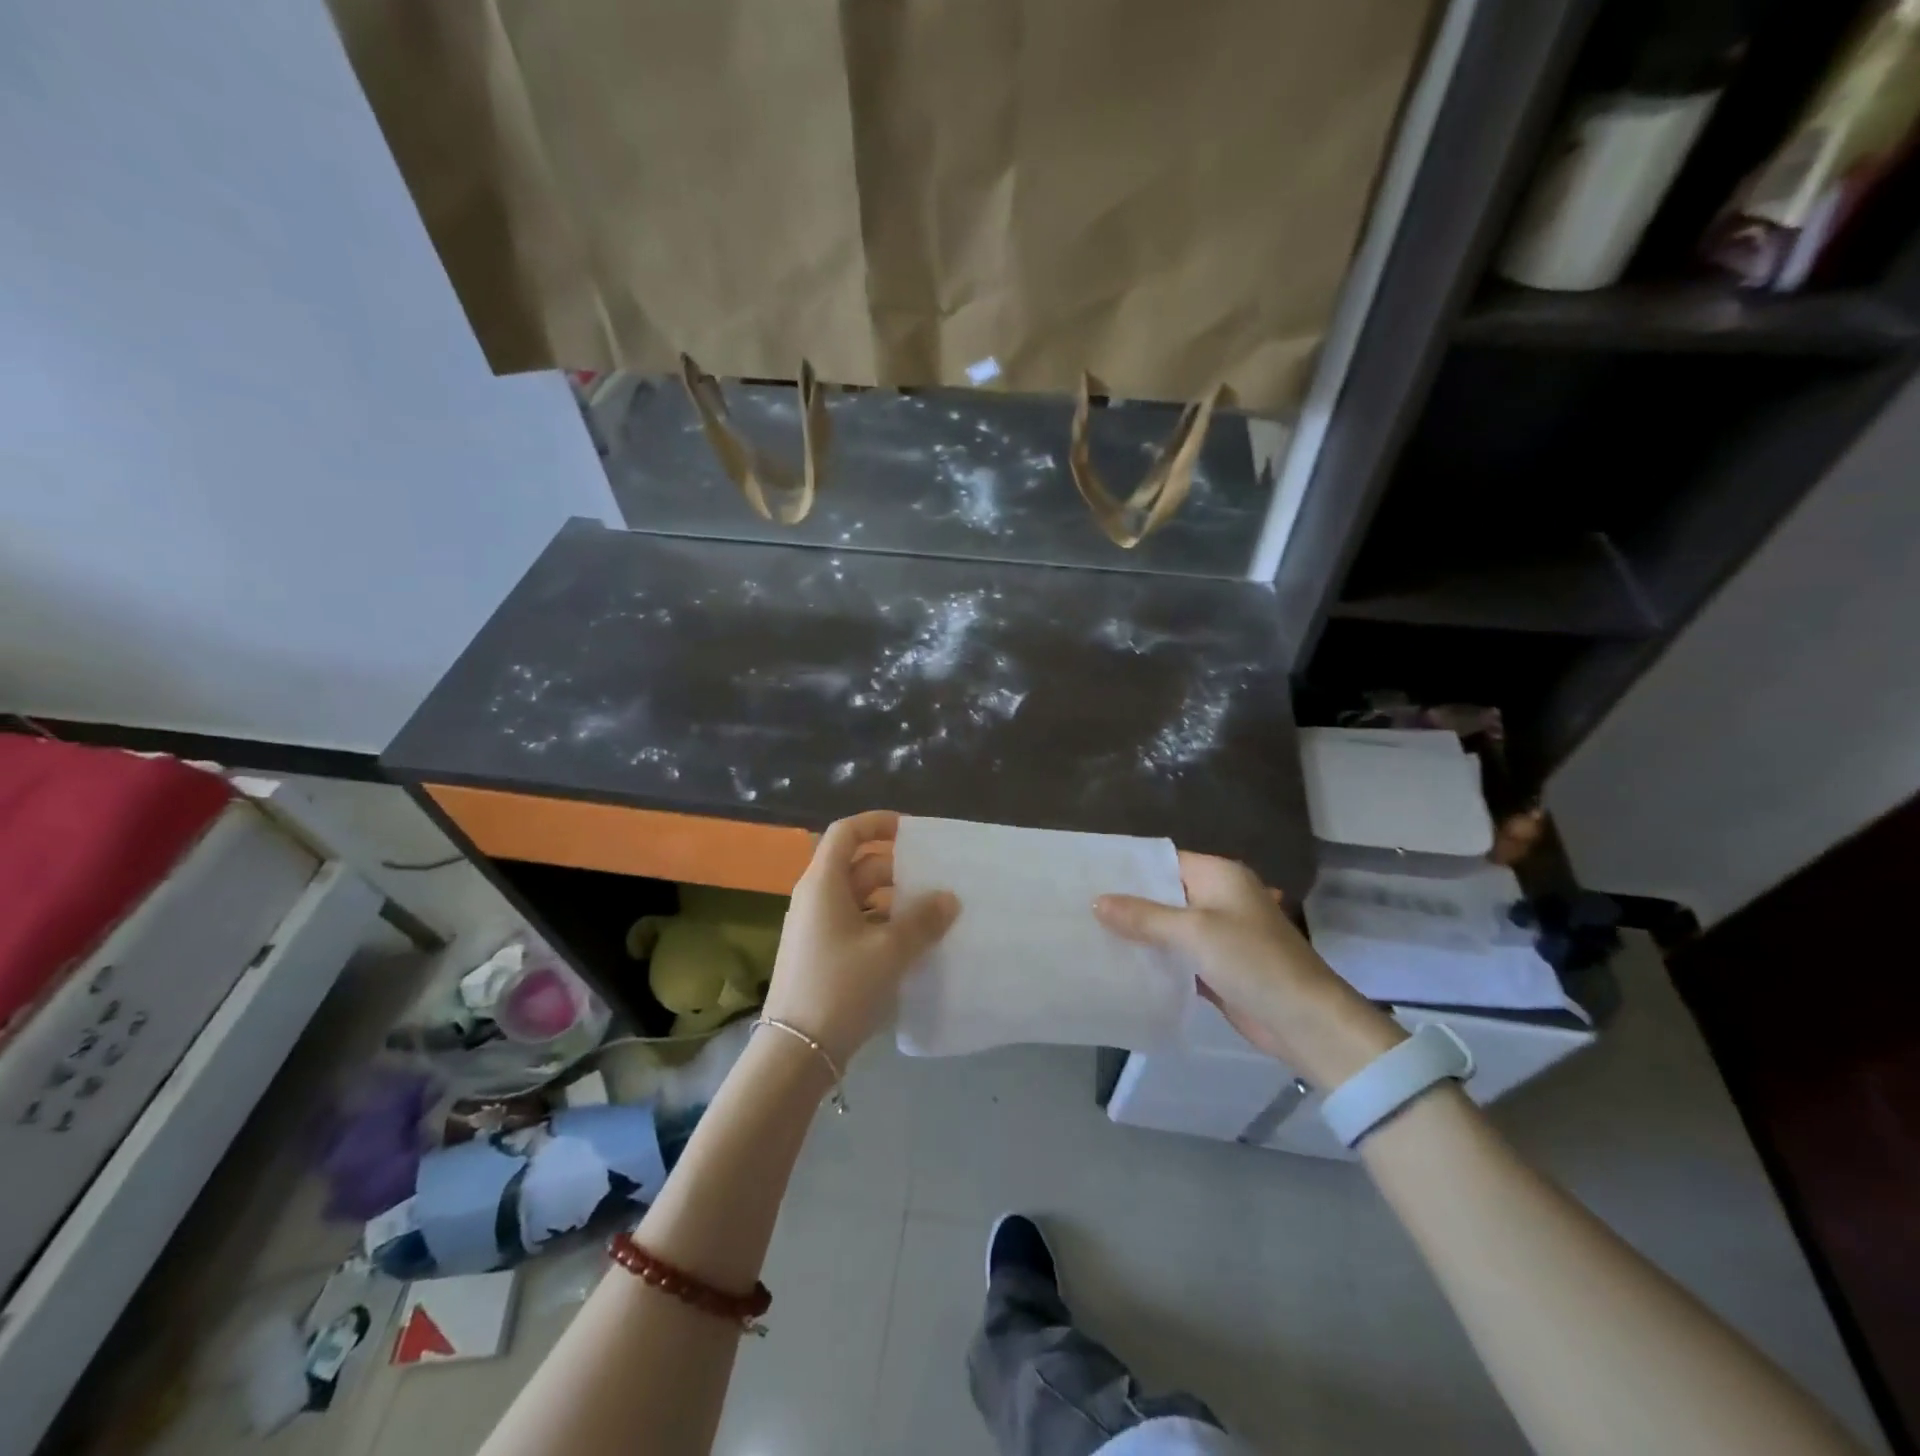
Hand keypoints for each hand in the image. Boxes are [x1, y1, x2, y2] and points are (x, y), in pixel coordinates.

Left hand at [762, 810, 959, 1064]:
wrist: (796, 1050)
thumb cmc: (841, 986)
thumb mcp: (890, 950)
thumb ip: (923, 919)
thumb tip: (948, 897)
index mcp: (824, 884)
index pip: (846, 832)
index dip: (877, 823)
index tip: (911, 830)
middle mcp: (814, 898)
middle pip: (856, 866)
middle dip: (895, 868)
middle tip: (933, 881)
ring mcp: (814, 928)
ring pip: (857, 898)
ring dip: (892, 901)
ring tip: (929, 915)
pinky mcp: (819, 955)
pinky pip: (854, 924)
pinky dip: (881, 925)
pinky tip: (909, 946)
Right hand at [1094, 851, 1402, 1087]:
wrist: (1305, 1022)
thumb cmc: (1253, 962)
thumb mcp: (1195, 932)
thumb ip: (1144, 916)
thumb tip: (1097, 901)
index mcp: (1220, 876)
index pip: (1165, 860)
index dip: (1130, 868)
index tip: (1089, 874)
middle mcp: (1218, 898)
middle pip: (1164, 894)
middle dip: (1128, 902)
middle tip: (1080, 905)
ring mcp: (1218, 934)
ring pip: (1168, 927)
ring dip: (1138, 933)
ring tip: (1089, 931)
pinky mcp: (1216, 966)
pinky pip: (1177, 956)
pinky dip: (1155, 959)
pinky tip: (1119, 963)